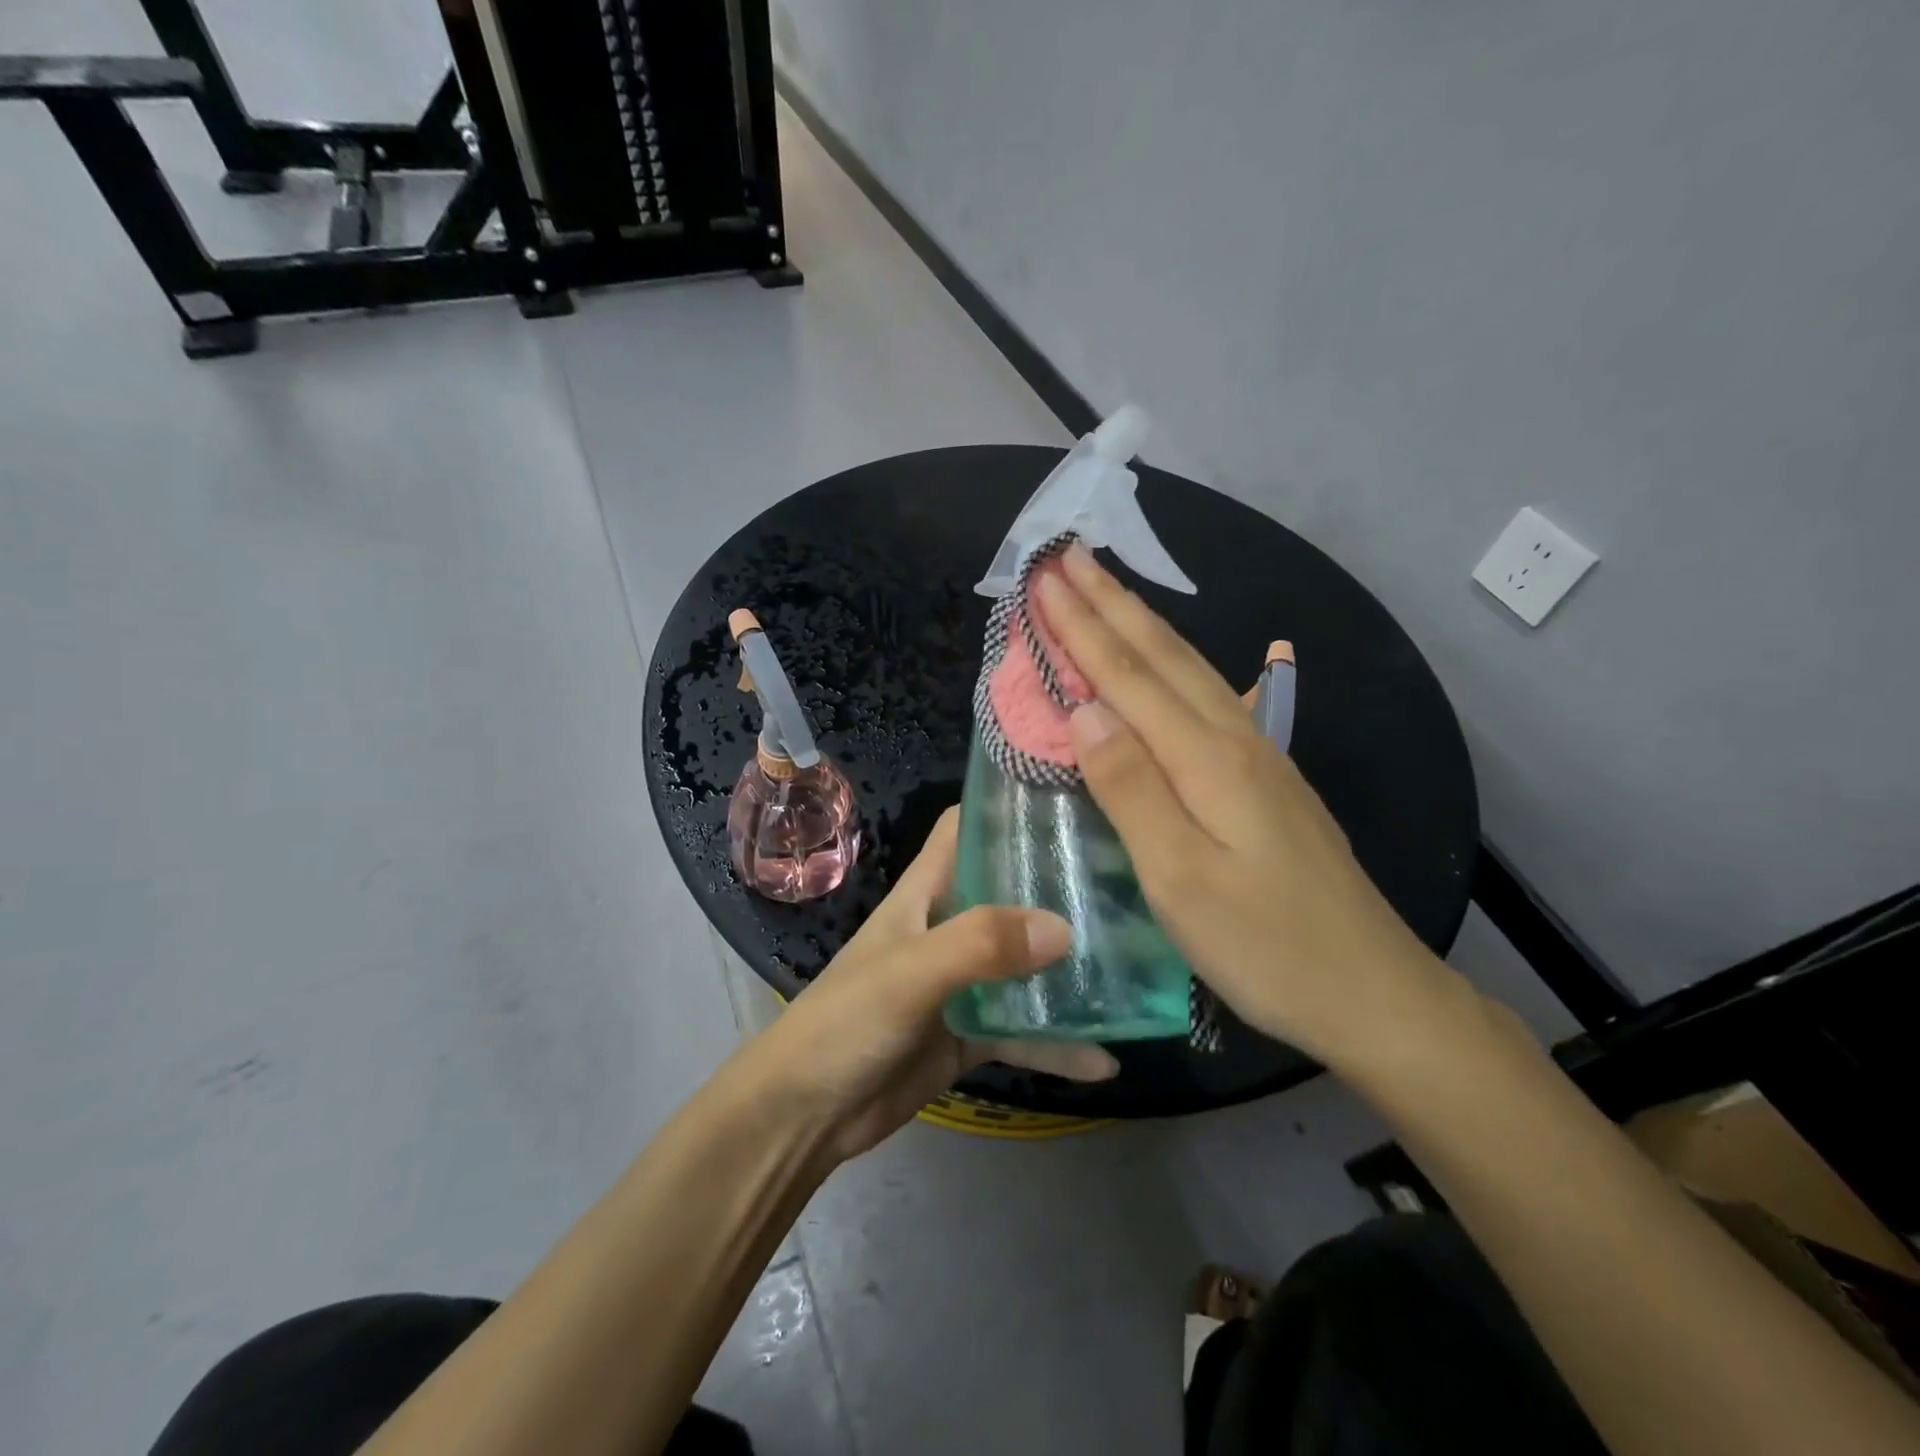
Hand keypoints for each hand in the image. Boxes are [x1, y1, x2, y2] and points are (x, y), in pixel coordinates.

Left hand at [740, 809, 1117, 1163]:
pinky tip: (1107, 1057)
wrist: (805, 1115)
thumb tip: (1064, 928)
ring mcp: (962, 983)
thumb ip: (979, 944)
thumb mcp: (910, 973)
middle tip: (1130, 880)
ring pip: (1025, 963)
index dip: (1010, 809)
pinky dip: (1058, 1043)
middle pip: (1010, 891)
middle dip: (1061, 886)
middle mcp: (948, 927)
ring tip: (1136, 963)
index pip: (967, 829)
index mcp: (925, 892)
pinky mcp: (969, 1035)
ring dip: (1069, 967)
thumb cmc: (846, 1022)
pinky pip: (1023, 1030)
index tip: (1072, 801)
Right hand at [1033, 545, 1453, 1069]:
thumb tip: (1085, 712)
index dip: (1081, 626)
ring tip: (1108, 589)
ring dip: (1142, 624)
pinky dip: (1170, 666)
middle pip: (1162, 656)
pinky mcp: (1267, 780)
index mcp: (1207, 760)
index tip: (1044, 576)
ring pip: (1189, 670)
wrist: (1374, 991)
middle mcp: (1234, 741)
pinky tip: (1169, 662)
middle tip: (1069, 554)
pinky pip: (1206, 699)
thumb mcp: (1182, 880)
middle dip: (1111, 601)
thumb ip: (1131, 790)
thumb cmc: (1267, 946)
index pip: (1127, 677)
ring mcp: (1259, 757)